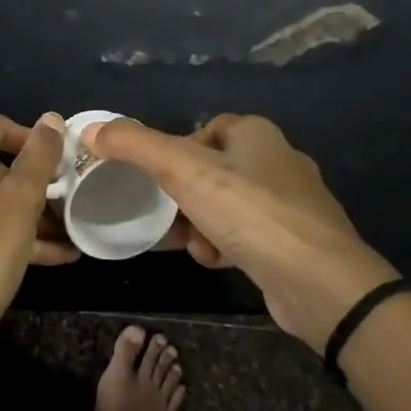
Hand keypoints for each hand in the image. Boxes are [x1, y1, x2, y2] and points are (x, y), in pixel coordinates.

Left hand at [0, 113, 70, 341]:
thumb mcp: (20, 203)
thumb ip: (38, 158)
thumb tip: (51, 119)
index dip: (32, 138)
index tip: (61, 162)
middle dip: (34, 188)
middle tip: (68, 208)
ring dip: (28, 218)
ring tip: (68, 240)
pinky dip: (8, 236)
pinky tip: (50, 259)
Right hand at [85, 114, 396, 350]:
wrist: (318, 282)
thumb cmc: (249, 213)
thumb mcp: (183, 170)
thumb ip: (134, 146)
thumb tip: (91, 130)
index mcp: (257, 134)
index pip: (206, 129)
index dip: (177, 150)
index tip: (157, 176)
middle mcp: (278, 161)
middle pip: (213, 171)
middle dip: (184, 196)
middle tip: (164, 215)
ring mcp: (291, 204)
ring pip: (226, 206)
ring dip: (201, 225)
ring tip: (191, 244)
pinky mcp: (295, 242)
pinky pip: (246, 235)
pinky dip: (225, 246)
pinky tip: (217, 261)